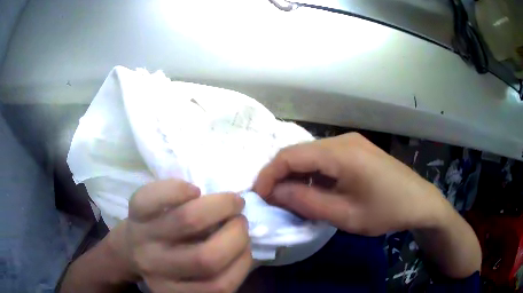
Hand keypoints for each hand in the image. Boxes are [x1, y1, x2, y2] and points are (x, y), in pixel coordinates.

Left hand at [108, 179, 251, 292]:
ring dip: (220, 206)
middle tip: (240, 221)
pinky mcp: (134, 211)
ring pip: (187, 220)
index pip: (220, 285)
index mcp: (177, 289)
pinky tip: (194, 191)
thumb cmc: (170, 261)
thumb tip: (244, 243)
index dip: (243, 260)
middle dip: (236, 234)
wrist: (130, 248)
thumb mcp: (193, 277)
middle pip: (206, 258)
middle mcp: (158, 267)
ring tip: (230, 202)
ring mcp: (144, 238)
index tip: (246, 244)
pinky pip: (156, 196)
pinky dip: (180, 189)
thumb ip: (218, 268)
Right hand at [253, 133, 449, 235]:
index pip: (290, 155)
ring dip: (297, 175)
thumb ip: (306, 202)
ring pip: (311, 155)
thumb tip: (274, 193)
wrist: (420, 201)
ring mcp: (351, 142)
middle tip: (272, 200)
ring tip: (290, 198)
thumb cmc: (386, 211)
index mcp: (340, 153)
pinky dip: (313, 174)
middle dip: (280, 175)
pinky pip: (325, 158)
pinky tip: (314, 190)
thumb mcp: (345, 215)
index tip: (259, 196)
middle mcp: (342, 140)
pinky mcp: (356, 150)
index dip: (269, 174)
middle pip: (299, 152)